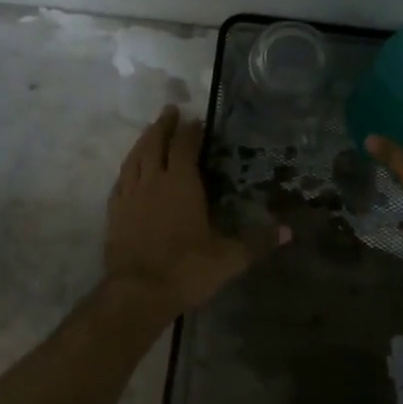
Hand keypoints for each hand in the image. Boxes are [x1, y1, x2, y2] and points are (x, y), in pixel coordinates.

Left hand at [105, 106, 282, 314]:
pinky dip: (128, 168)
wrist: (137, 293)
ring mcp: (129, 196)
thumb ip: (257, 242)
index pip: (185, 147)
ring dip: (143, 141)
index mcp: (182, 184)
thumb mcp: (229, 258)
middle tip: (170, 110)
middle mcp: (153, 182)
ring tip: (150, 132)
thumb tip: (289, 232)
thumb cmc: (186, 270)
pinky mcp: (114, 213)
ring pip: (134, 158)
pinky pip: (120, 180)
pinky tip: (130, 170)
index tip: (196, 119)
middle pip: (155, 144)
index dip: (191, 131)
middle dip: (164, 125)